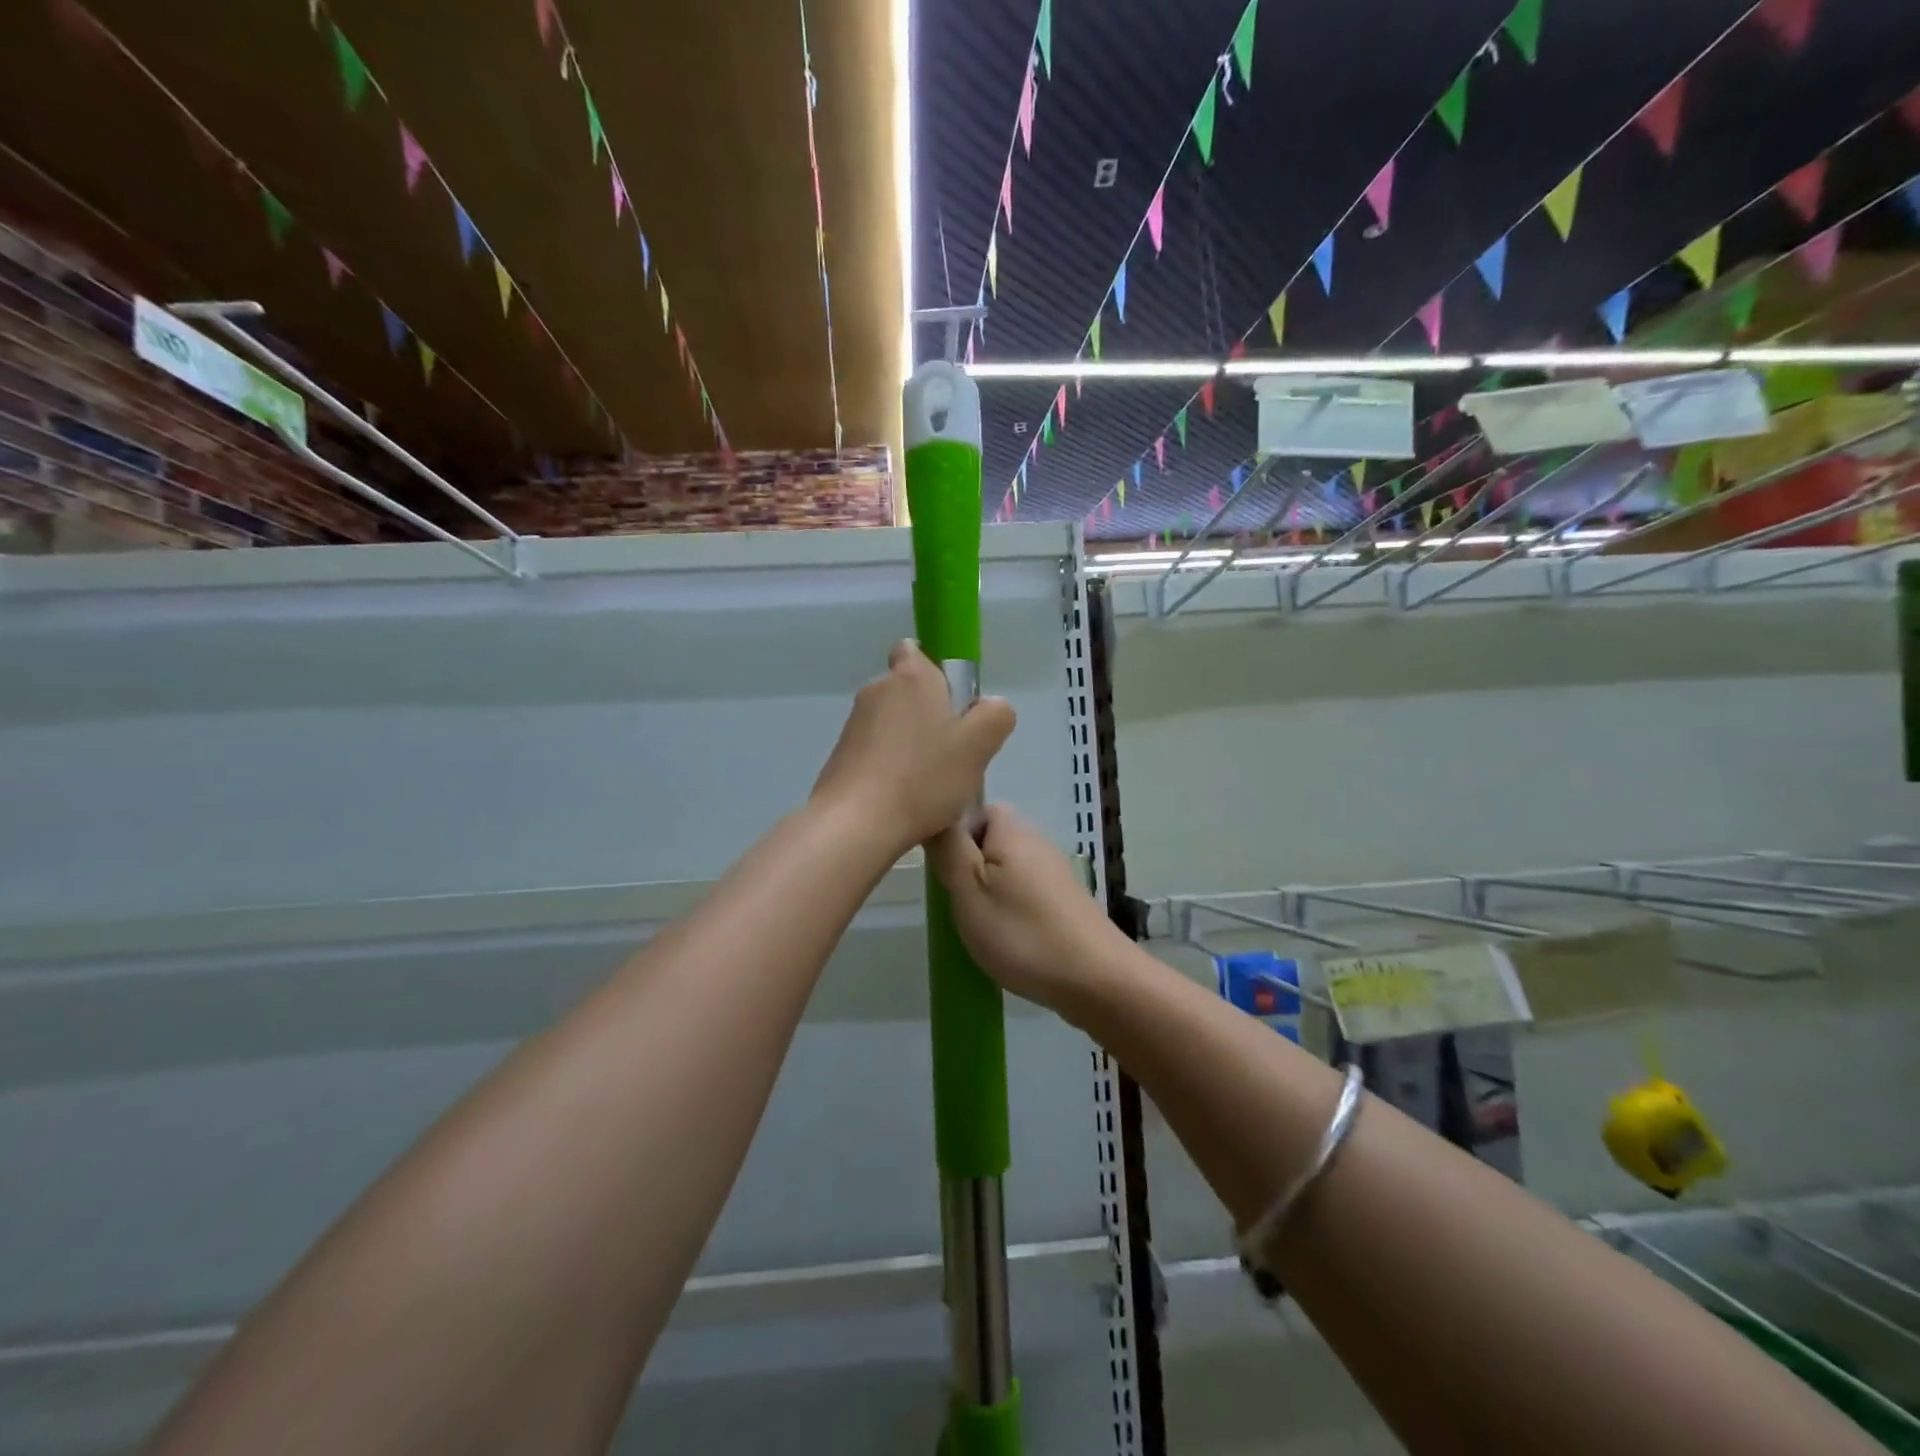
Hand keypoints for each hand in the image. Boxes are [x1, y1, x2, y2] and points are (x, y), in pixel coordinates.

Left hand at [812, 641, 1015, 855]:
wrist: (856, 823)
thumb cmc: (924, 777)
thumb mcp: (979, 746)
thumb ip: (995, 715)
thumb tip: (990, 706)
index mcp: (911, 676)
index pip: (916, 650)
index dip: (937, 671)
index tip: (954, 703)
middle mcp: (877, 690)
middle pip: (909, 691)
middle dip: (930, 715)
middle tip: (954, 752)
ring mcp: (854, 724)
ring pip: (893, 724)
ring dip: (911, 744)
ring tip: (930, 784)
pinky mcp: (840, 755)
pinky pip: (875, 751)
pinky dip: (890, 766)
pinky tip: (904, 798)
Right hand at [926, 804, 1125, 1013]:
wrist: (1096, 980)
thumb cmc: (1021, 932)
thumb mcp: (968, 888)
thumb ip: (948, 848)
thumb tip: (935, 814)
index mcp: (1012, 830)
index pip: (973, 809)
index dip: (952, 834)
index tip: (941, 869)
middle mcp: (1036, 842)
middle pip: (989, 841)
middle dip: (968, 867)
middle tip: (956, 901)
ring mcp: (1054, 873)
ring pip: (1006, 870)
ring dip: (988, 893)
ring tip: (979, 925)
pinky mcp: (1064, 902)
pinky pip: (1024, 894)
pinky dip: (1010, 911)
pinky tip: (1006, 939)